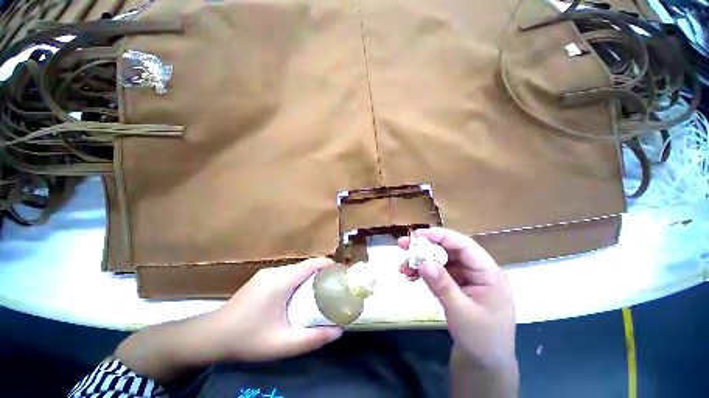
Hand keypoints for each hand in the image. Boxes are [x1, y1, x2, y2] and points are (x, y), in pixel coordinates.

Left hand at [211, 258, 343, 361]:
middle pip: (304, 266)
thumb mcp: (282, 344)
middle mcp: (274, 272)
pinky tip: (297, 295)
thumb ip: (313, 338)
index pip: (310, 264)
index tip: (340, 273)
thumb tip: (339, 331)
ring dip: (308, 276)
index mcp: (281, 281)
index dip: (327, 264)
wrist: (211, 336)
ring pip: (295, 270)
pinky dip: (297, 279)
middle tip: (332, 287)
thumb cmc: (248, 339)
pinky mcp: (261, 279)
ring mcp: (265, 274)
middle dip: (320, 272)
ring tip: (317, 291)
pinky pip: (286, 274)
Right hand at [398, 228, 515, 370]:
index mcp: (489, 273)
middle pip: (450, 250)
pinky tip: (411, 275)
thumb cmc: (482, 340)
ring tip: (404, 265)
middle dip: (426, 246)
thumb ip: (442, 286)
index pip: (464, 245)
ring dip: (421, 260)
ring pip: (441, 260)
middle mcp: (477, 271)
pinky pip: (438, 272)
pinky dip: (424, 272)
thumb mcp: (461, 313)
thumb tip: (423, 262)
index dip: (441, 236)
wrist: (484, 364)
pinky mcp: (456, 285)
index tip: (418, 235)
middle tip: (403, 245)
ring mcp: (466, 278)